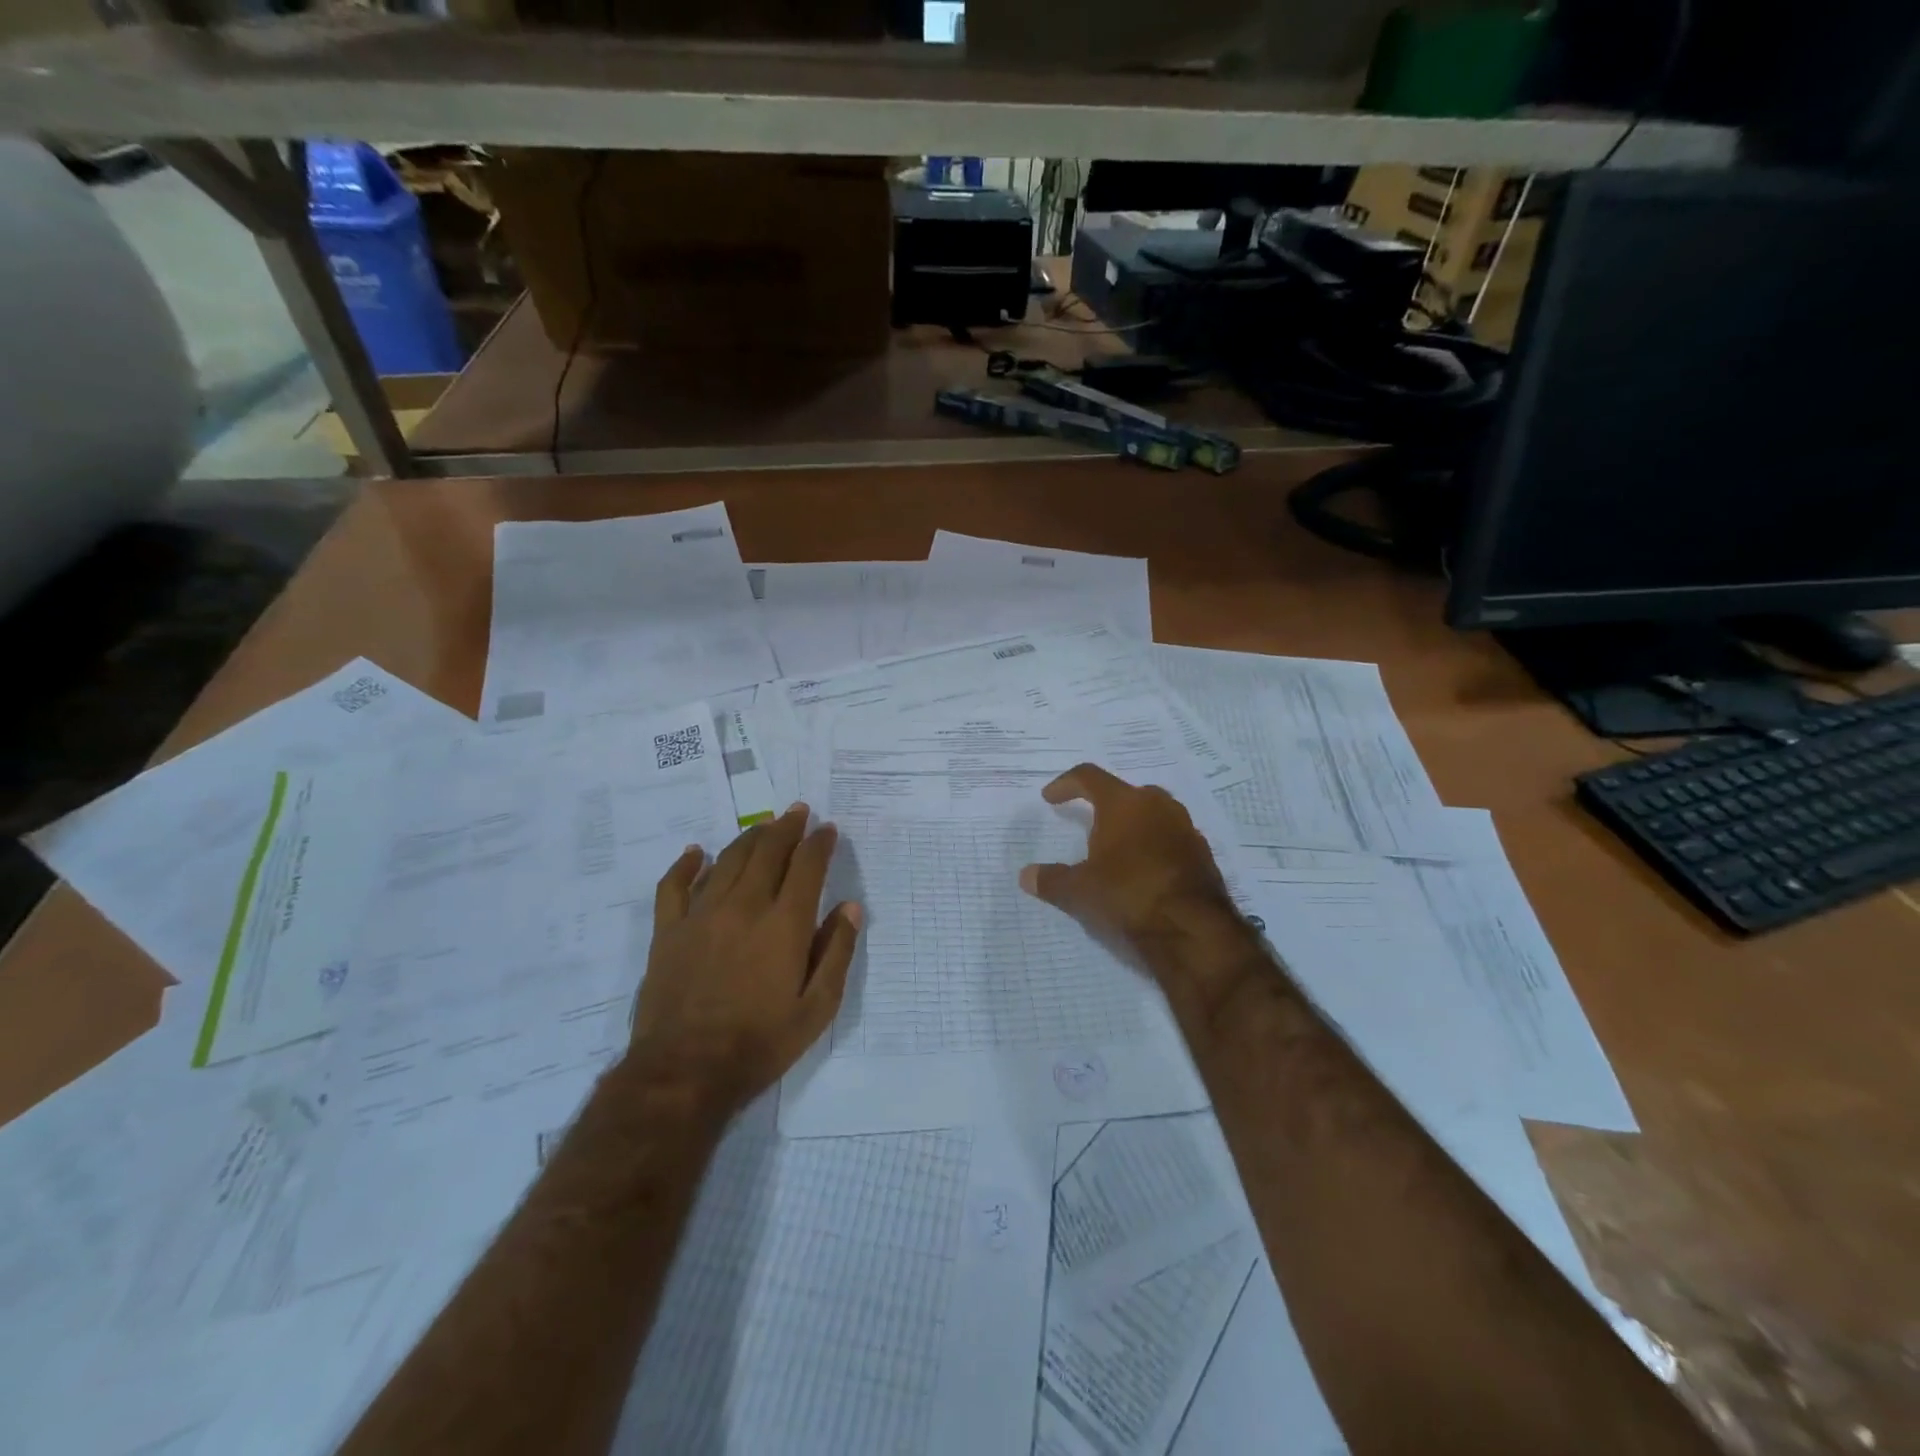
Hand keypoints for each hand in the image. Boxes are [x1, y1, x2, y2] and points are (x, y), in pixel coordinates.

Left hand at [631, 803, 861, 1116]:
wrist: (684, 1073)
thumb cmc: (759, 1043)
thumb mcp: (816, 1009)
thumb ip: (837, 954)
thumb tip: (850, 908)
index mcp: (784, 924)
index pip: (806, 866)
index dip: (819, 842)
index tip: (828, 828)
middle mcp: (744, 907)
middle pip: (767, 851)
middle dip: (786, 827)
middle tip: (797, 812)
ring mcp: (701, 915)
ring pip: (728, 860)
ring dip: (749, 837)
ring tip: (763, 826)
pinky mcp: (668, 931)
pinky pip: (674, 885)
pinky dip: (686, 864)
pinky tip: (695, 852)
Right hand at [1019, 764, 1250, 1014]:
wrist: (1193, 928)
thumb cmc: (1128, 895)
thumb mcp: (1080, 891)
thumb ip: (1052, 880)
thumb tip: (1025, 876)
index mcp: (1123, 803)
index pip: (1089, 777)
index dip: (1066, 784)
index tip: (1050, 798)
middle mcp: (1157, 805)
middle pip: (1125, 793)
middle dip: (1105, 805)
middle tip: (1089, 823)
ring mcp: (1185, 828)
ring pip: (1153, 815)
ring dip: (1133, 826)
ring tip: (1116, 849)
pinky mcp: (1203, 853)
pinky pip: (1171, 839)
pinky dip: (1153, 847)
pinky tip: (1143, 872)